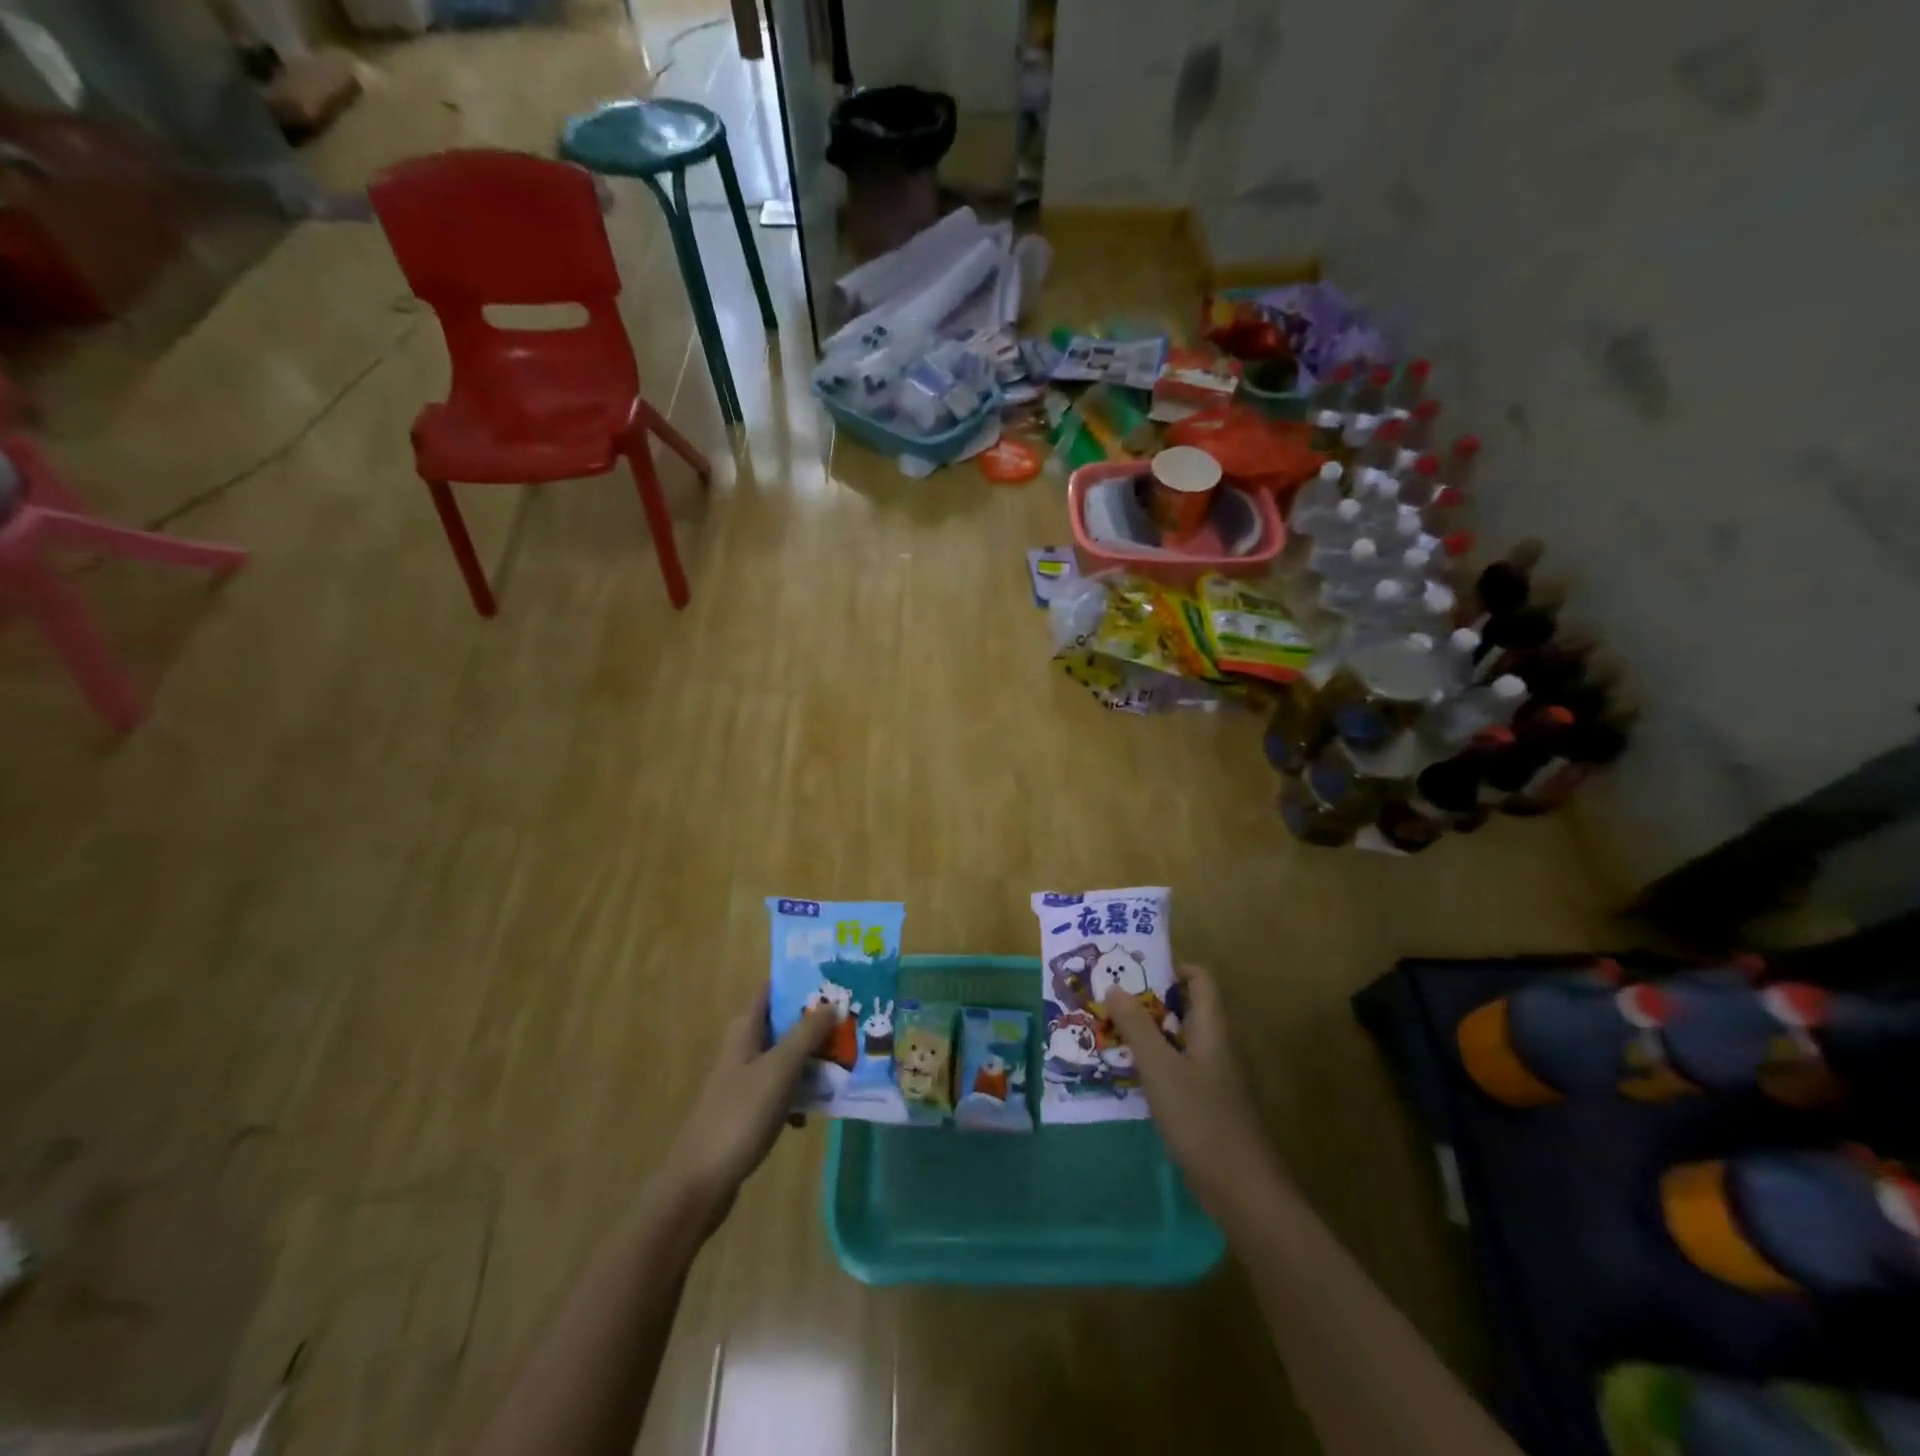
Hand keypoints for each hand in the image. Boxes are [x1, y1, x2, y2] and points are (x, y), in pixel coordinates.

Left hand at [660, 988, 832, 1233]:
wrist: (700, 1183)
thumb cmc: (740, 1115)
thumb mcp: (779, 1069)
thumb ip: (806, 1034)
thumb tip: (831, 1001)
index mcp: (745, 1032)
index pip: (771, 991)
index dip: (798, 981)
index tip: (833, 976)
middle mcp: (743, 1050)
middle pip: (783, 1024)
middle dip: (815, 1022)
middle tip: (851, 1019)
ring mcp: (744, 1082)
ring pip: (785, 1059)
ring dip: (811, 1060)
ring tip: (846, 1060)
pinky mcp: (748, 1112)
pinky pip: (782, 1091)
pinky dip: (799, 1095)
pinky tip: (815, 1112)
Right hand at [1103, 965, 1283, 1225]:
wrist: (1242, 1191)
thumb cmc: (1201, 1120)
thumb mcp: (1161, 1069)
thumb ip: (1137, 1027)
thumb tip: (1114, 986)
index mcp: (1211, 1030)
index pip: (1200, 980)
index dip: (1171, 967)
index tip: (1134, 970)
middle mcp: (1213, 1047)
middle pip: (1183, 1009)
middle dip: (1146, 1002)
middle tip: (1107, 1000)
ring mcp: (1210, 1079)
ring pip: (1175, 1041)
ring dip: (1145, 1034)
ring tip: (1106, 1032)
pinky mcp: (1203, 1106)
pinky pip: (1174, 1070)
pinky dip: (1150, 1065)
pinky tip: (1124, 1075)